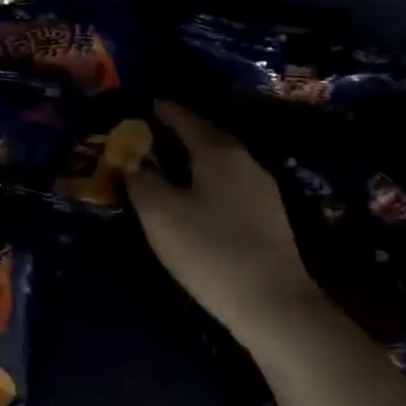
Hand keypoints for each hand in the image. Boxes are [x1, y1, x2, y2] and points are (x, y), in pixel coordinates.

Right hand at [129, 101, 318, 343]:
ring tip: (169, 165)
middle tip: (151, 134)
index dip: (164, 110)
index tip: (145, 103)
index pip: (187, 119)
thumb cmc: (209, 250)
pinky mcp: (268, 218)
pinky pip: (230, 185)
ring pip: (221, 163)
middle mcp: (246, 162)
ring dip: (194, 159)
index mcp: (219, 153)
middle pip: (208, 137)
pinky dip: (207, 181)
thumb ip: (142, 182)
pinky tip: (196, 197)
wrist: (271, 302)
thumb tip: (134, 163)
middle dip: (180, 133)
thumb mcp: (161, 214)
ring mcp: (262, 190)